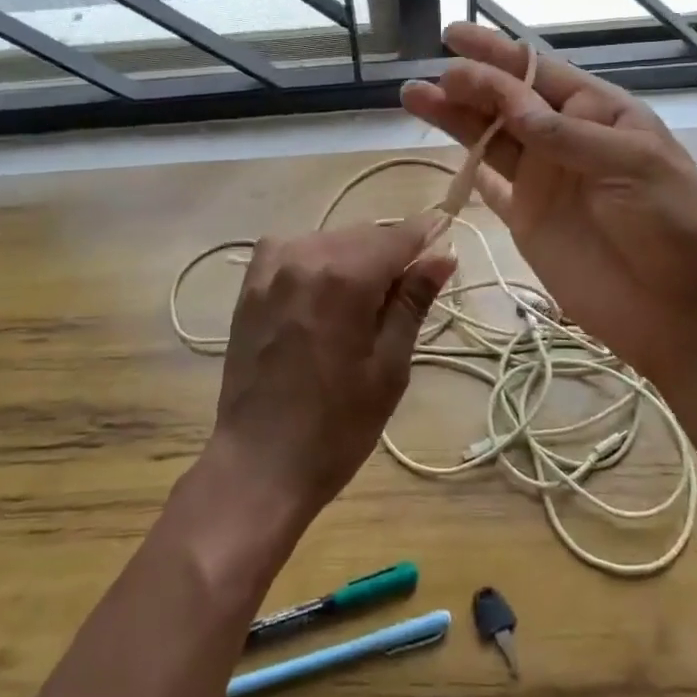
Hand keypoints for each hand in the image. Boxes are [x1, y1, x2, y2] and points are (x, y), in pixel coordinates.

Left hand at [208, 217, 457, 520]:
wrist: (260, 463)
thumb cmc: (337, 426)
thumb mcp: (390, 367)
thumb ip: (413, 302)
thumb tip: (444, 254)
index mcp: (346, 278)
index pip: (398, 235)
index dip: (427, 234)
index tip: (446, 237)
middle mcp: (306, 257)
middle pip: (364, 235)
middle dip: (391, 254)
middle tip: (406, 294)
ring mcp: (272, 268)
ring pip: (330, 240)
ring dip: (354, 257)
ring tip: (362, 303)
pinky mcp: (250, 284)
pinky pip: (293, 249)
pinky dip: (315, 259)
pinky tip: (321, 290)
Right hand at [401, 23, 696, 385]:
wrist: (683, 311)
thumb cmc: (674, 225)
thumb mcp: (631, 166)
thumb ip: (565, 135)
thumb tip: (508, 99)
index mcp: (600, 114)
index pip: (540, 74)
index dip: (497, 54)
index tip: (453, 37)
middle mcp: (565, 140)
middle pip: (507, 102)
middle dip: (468, 85)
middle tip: (429, 80)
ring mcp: (544, 180)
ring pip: (490, 139)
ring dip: (455, 119)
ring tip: (414, 97)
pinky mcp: (527, 220)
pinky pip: (490, 187)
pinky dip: (467, 171)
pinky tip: (440, 152)